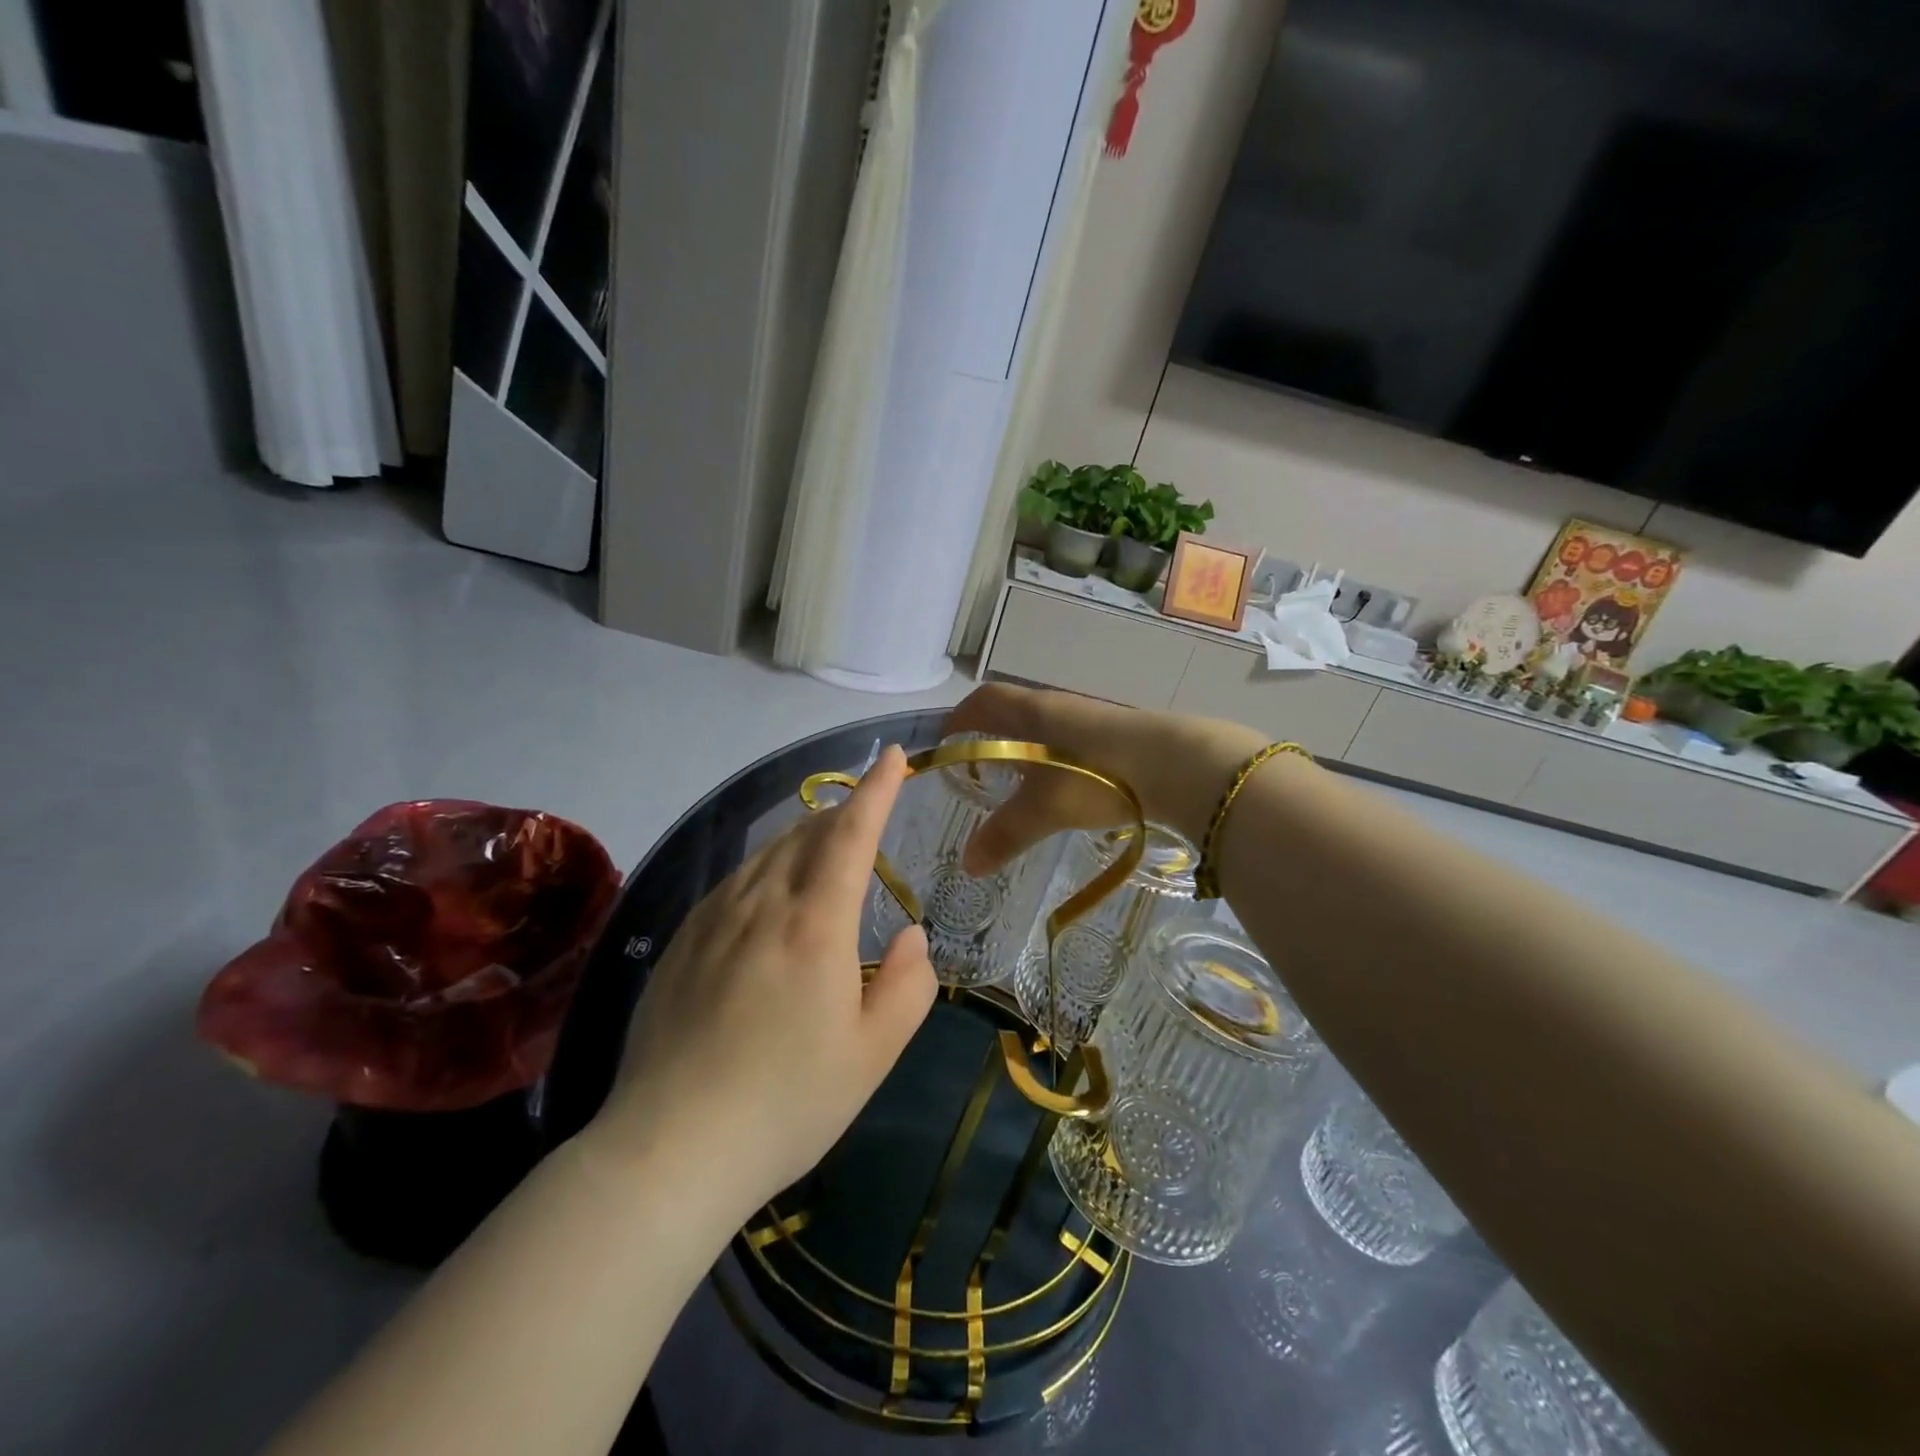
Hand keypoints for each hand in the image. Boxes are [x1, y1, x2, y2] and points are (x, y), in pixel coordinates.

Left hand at [587, 745, 936, 1219]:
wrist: (669, 1150)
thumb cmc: (787, 1104)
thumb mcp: (873, 1054)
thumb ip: (909, 985)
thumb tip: (912, 933)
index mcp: (815, 925)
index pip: (852, 834)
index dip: (876, 790)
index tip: (893, 756)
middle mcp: (762, 905)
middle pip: (806, 833)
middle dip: (841, 812)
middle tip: (865, 815)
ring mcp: (712, 920)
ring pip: (765, 854)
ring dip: (802, 837)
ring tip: (823, 848)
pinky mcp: (680, 943)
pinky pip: (733, 884)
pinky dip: (764, 869)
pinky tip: (767, 897)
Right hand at [944, 685, 1266, 872]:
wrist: (1179, 765)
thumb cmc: (1096, 776)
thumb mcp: (1044, 810)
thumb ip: (1005, 835)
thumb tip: (967, 865)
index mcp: (1032, 713)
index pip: (984, 701)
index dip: (961, 717)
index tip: (946, 738)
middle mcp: (1059, 707)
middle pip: (1014, 711)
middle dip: (992, 734)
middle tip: (979, 765)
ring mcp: (1093, 719)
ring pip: (1047, 728)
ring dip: (1028, 747)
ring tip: (1021, 781)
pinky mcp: (1121, 736)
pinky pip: (1074, 741)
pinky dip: (1058, 759)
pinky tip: (1068, 787)